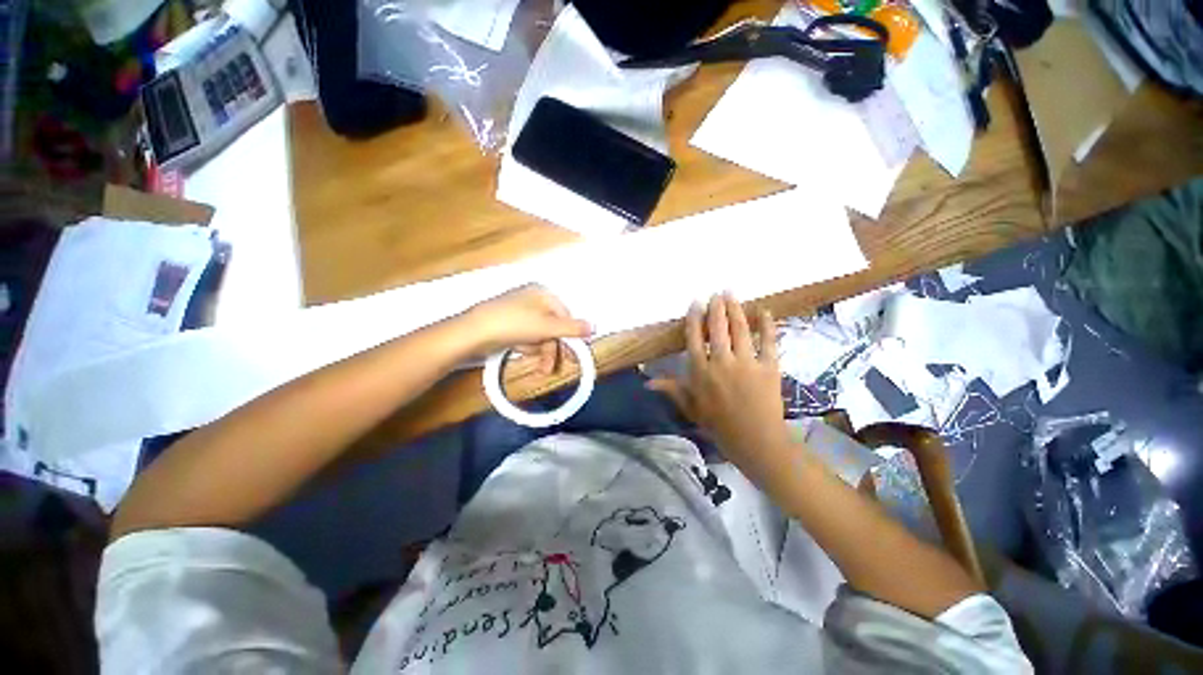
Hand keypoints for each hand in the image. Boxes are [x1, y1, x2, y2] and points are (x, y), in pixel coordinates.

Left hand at [459, 285, 592, 372]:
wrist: (472, 332)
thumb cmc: (514, 324)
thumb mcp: (547, 327)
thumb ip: (572, 328)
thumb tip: (595, 326)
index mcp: (542, 293)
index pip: (565, 315)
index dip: (569, 336)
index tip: (572, 355)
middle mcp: (532, 298)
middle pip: (552, 326)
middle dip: (551, 348)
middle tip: (549, 368)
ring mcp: (519, 310)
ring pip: (540, 334)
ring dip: (538, 349)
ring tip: (530, 358)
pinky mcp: (508, 323)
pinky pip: (526, 336)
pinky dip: (526, 346)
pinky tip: (518, 350)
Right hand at [648, 293, 791, 482]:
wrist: (755, 441)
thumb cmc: (719, 425)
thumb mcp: (691, 408)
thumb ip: (671, 389)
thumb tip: (647, 381)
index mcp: (701, 372)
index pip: (694, 338)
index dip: (694, 319)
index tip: (696, 303)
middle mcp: (721, 362)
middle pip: (717, 328)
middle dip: (716, 308)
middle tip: (717, 293)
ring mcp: (746, 363)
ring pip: (740, 330)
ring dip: (735, 309)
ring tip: (732, 294)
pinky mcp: (769, 367)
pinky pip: (769, 341)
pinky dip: (767, 325)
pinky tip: (765, 312)